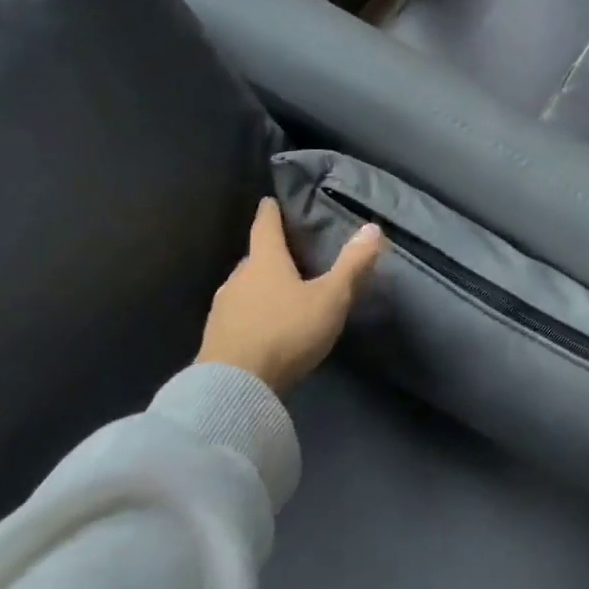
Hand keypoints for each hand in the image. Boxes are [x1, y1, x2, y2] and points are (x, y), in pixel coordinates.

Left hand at [196, 199, 382, 396]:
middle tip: (288, 256)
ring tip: (279, 295)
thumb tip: (372, 228)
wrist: (234, 387)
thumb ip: (352, 265)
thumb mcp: (330, 298)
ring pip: (244, 289)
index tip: (269, 201)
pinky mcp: (215, 339)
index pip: (265, 227)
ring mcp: (222, 310)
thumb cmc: (286, 331)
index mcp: (264, 262)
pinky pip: (237, 316)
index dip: (270, 213)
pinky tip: (263, 329)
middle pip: (254, 259)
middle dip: (269, 255)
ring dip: (259, 288)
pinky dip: (251, 315)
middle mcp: (238, 279)